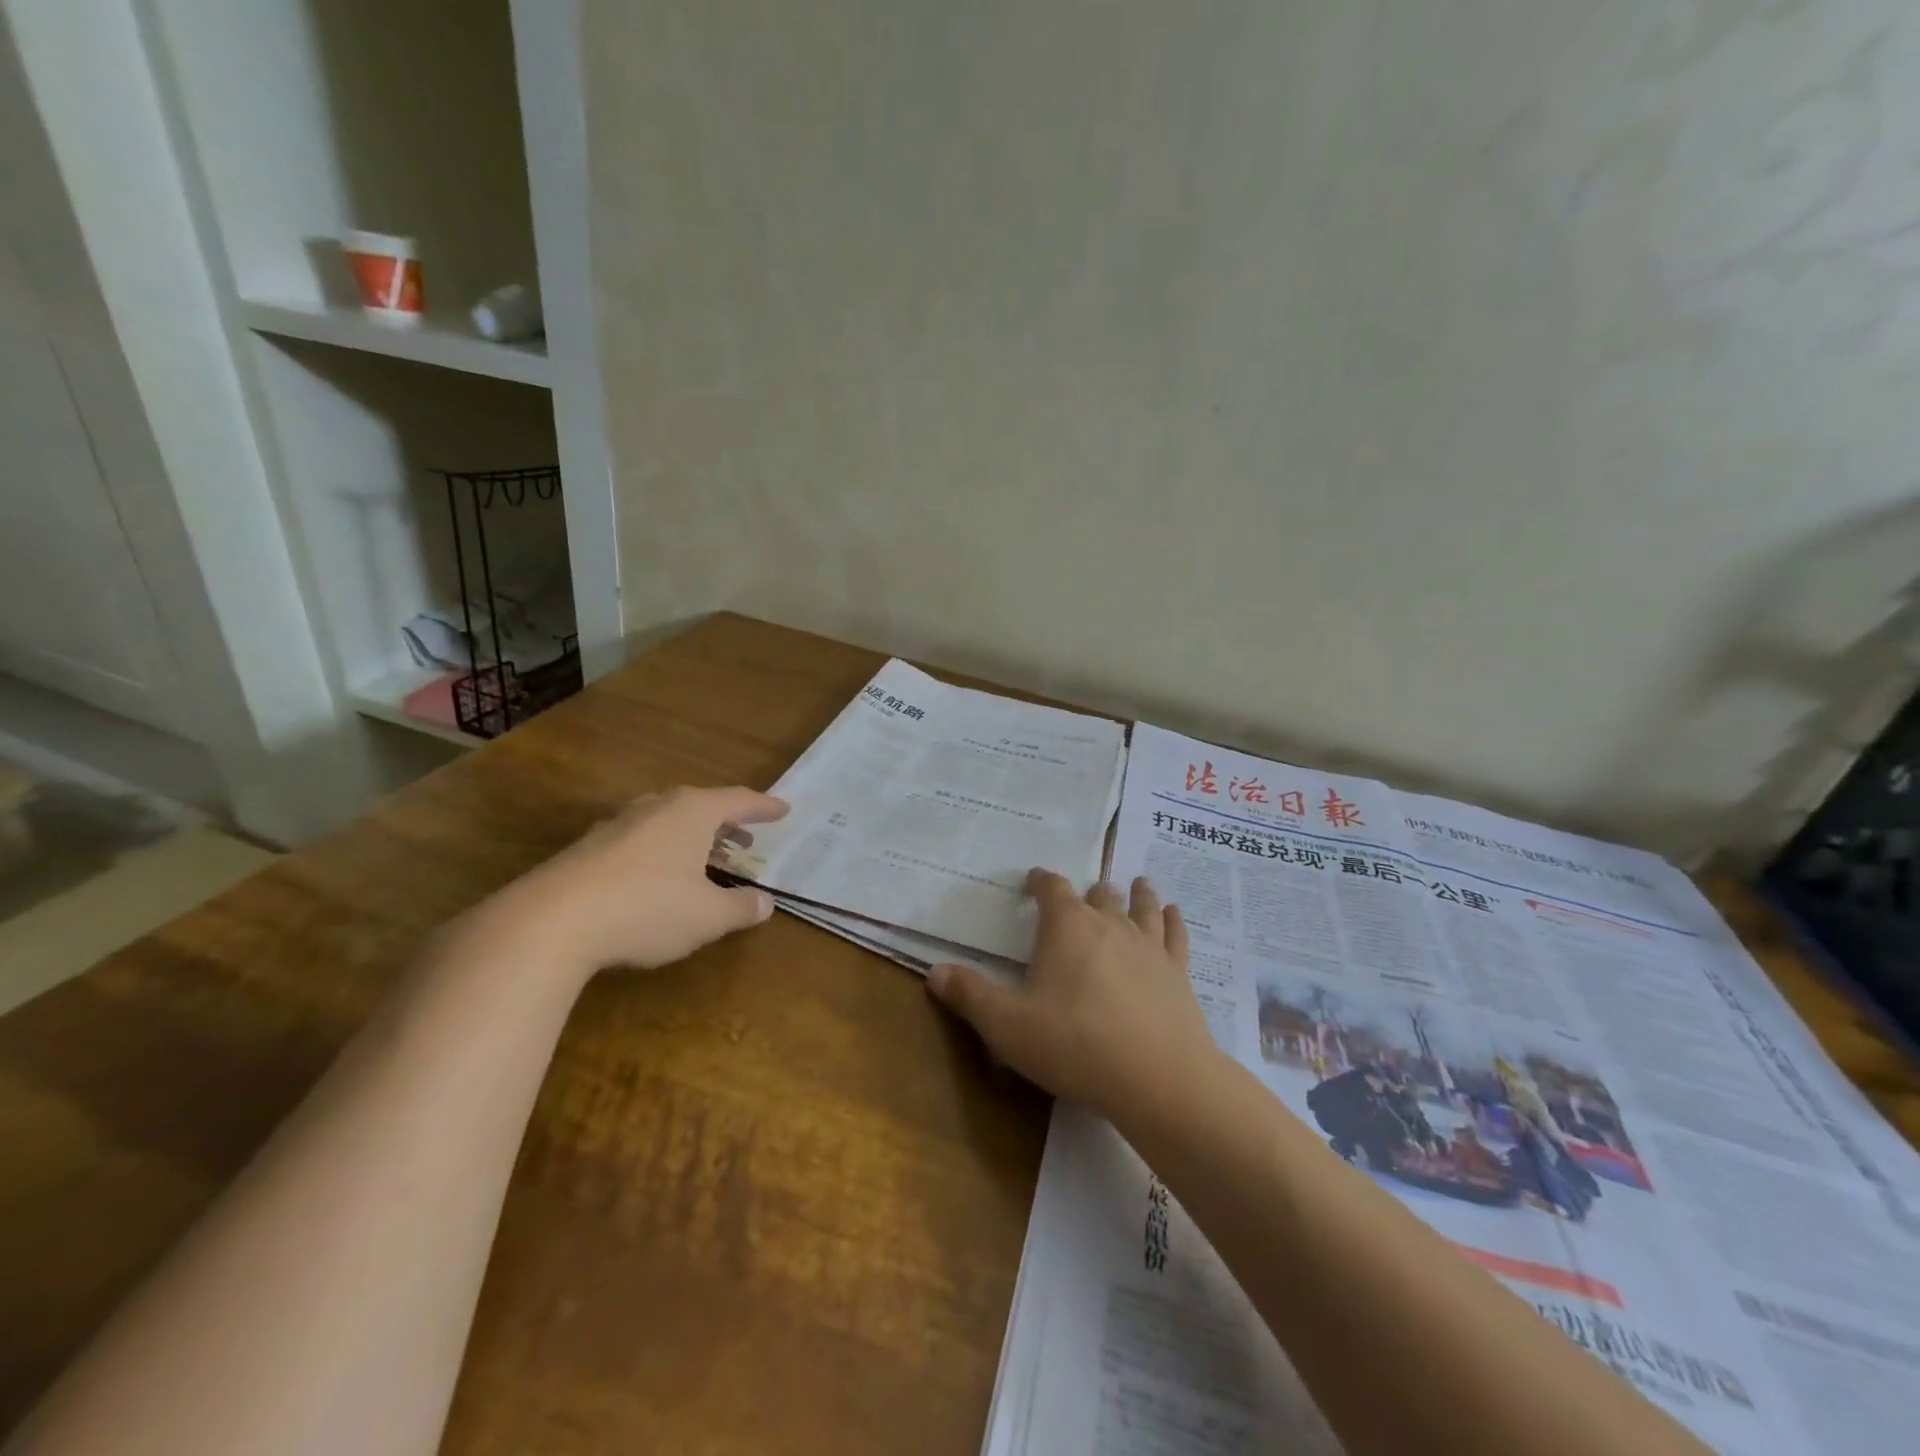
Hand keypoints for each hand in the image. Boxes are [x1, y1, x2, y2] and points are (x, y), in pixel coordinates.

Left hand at [482, 786, 788, 976]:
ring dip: (692, 836)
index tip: (784, 809)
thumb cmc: (646, 909)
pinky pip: (640, 839)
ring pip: (667, 821)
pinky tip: (658, 875)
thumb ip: (741, 907)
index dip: (764, 807)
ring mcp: (618, 825)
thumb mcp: (707, 916)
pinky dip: (661, 850)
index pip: (739, 801)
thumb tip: (766, 903)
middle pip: (702, 805)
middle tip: (745, 839)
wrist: (550, 922)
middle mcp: (657, 807)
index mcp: (693, 812)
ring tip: (706, 857)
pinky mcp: (589, 848)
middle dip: (727, 822)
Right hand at [926, 869, 1216, 1116]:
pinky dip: (1174, 921)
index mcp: (1067, 927)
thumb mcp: (1007, 1026)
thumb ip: (970, 995)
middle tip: (1085, 893)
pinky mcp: (1177, 973)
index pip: (1052, 888)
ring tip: (1138, 883)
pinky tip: (1175, 914)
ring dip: (1138, 894)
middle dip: (1089, 892)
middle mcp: (1110, 924)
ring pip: (1143, 907)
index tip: (1034, 879)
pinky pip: (1176, 936)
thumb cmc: (1075, 1044)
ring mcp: (1149, 946)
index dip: (1041, 881)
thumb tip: (935, 971)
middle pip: (1099, 896)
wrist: (1159, 1078)